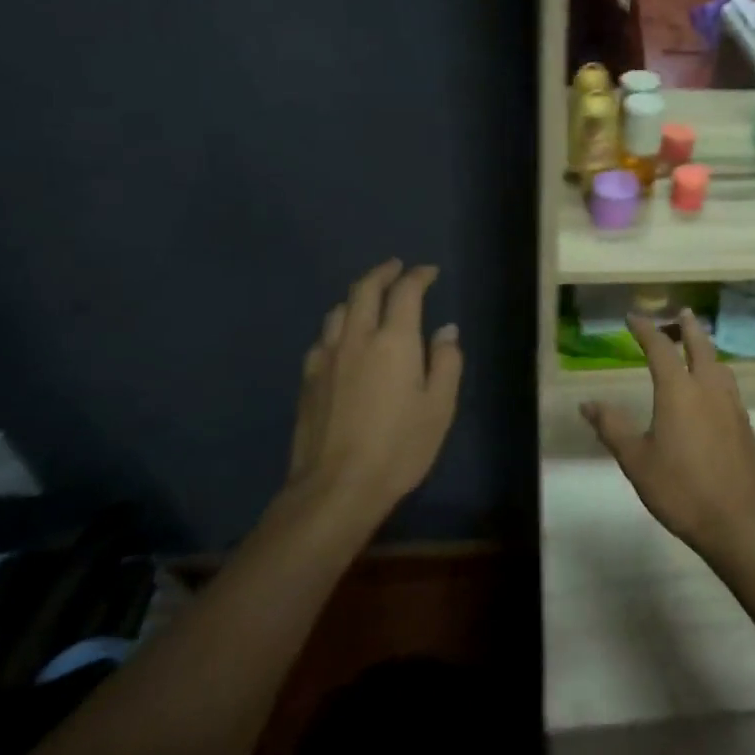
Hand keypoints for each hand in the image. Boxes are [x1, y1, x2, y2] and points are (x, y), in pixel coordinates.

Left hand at [283, 260, 462, 528]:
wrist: (337, 486)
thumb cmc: (400, 446)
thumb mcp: (440, 406)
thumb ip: (446, 362)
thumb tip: (445, 331)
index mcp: (394, 341)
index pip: (405, 292)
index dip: (418, 276)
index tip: (429, 272)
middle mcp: (357, 338)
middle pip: (364, 290)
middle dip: (382, 273)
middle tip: (395, 268)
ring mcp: (326, 357)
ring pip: (338, 310)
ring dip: (357, 297)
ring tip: (370, 300)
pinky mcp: (308, 379)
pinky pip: (324, 337)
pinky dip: (339, 326)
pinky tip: (343, 340)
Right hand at [580, 310, 754, 554]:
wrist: (736, 520)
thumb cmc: (679, 489)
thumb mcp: (636, 460)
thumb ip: (612, 427)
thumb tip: (587, 403)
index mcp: (679, 391)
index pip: (660, 348)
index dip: (645, 330)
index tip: (633, 318)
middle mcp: (709, 389)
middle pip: (700, 346)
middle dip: (688, 327)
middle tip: (681, 313)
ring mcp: (732, 405)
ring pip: (720, 365)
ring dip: (707, 349)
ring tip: (698, 348)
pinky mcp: (745, 424)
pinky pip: (730, 386)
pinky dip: (718, 374)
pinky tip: (714, 391)